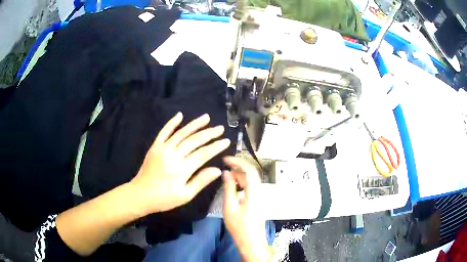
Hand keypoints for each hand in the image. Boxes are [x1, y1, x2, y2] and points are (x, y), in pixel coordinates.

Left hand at [130, 112, 230, 214]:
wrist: (140, 195)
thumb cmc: (164, 199)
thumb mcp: (185, 196)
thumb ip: (201, 181)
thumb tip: (217, 170)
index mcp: (182, 169)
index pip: (203, 154)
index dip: (216, 147)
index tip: (226, 141)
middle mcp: (173, 155)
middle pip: (194, 141)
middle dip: (209, 133)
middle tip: (220, 128)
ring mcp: (163, 149)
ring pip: (181, 133)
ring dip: (195, 124)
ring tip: (206, 117)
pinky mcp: (155, 147)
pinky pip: (164, 132)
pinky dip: (172, 123)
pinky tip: (179, 115)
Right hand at [222, 157, 271, 261]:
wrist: (251, 242)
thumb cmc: (239, 226)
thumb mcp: (230, 207)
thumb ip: (229, 188)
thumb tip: (226, 173)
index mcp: (254, 192)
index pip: (249, 170)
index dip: (238, 161)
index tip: (226, 159)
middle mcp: (259, 192)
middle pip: (251, 174)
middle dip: (238, 167)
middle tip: (224, 166)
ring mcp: (259, 197)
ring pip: (250, 180)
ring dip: (239, 175)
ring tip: (226, 175)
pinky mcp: (256, 201)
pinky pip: (250, 187)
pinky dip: (241, 183)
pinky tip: (233, 186)